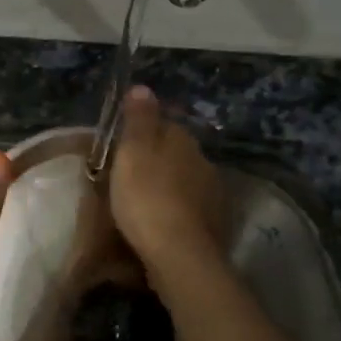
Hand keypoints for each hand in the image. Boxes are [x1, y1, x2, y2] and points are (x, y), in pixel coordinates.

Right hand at [110, 85, 223, 283]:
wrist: (179, 253)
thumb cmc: (147, 197)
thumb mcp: (133, 152)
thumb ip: (139, 120)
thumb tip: (143, 87)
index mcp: (182, 140)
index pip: (166, 124)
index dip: (146, 132)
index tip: (126, 145)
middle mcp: (204, 161)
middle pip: (178, 153)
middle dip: (160, 161)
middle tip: (132, 175)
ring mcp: (213, 194)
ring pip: (187, 181)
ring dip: (170, 187)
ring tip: (146, 201)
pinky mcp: (214, 224)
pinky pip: (192, 209)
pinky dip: (178, 211)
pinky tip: (163, 223)